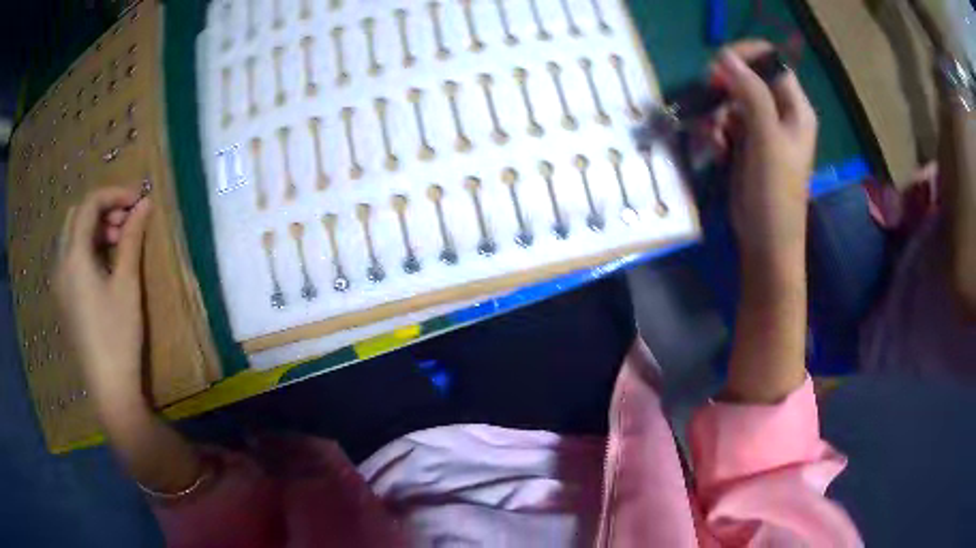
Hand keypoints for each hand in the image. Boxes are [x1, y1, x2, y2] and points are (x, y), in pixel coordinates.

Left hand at [54, 187, 152, 416]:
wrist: (109, 389)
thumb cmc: (118, 336)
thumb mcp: (127, 285)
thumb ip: (132, 239)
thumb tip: (144, 204)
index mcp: (74, 257)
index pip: (89, 205)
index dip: (114, 194)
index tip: (138, 200)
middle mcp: (61, 264)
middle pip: (76, 216)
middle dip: (102, 209)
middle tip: (127, 221)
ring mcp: (59, 283)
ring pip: (72, 236)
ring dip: (94, 228)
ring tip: (119, 242)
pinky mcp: (64, 299)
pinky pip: (71, 257)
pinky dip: (87, 248)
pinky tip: (104, 265)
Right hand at [711, 42, 817, 266]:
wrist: (766, 242)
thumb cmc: (774, 194)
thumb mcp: (766, 139)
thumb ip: (751, 94)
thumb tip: (725, 56)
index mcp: (796, 109)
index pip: (773, 63)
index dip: (746, 57)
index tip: (718, 66)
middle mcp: (781, 114)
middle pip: (749, 79)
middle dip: (725, 88)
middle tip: (710, 101)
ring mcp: (764, 130)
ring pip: (733, 101)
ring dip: (716, 113)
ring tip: (714, 138)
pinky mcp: (747, 145)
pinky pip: (727, 122)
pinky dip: (716, 130)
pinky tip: (715, 148)